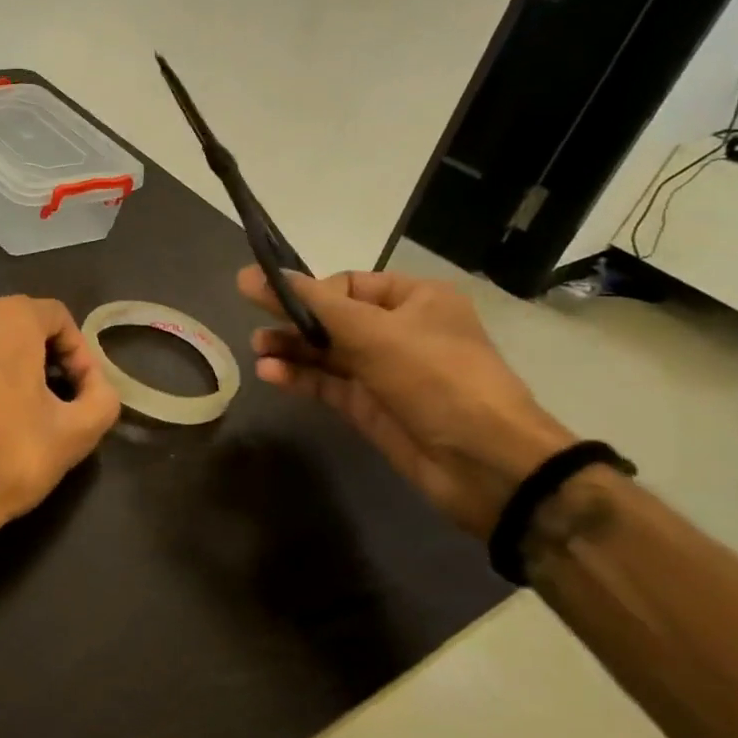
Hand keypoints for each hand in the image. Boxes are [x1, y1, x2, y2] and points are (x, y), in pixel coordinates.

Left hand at [0, 297, 120, 587]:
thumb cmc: (9, 457)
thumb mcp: (78, 431)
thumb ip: (103, 396)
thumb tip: (95, 384)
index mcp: (7, 318)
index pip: (57, 316)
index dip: (78, 351)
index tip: (81, 389)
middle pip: (19, 320)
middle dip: (43, 353)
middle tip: (56, 395)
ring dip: (9, 360)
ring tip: (20, 404)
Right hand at [239, 265, 575, 537]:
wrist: (485, 463)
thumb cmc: (435, 377)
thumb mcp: (372, 331)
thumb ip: (310, 303)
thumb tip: (252, 274)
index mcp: (415, 299)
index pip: (348, 285)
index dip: (310, 292)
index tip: (273, 300)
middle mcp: (399, 331)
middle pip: (332, 318)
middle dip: (293, 322)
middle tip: (252, 323)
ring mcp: (384, 371)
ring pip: (325, 353)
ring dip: (291, 350)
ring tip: (257, 351)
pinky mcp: (371, 407)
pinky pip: (327, 384)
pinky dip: (299, 377)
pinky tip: (271, 374)